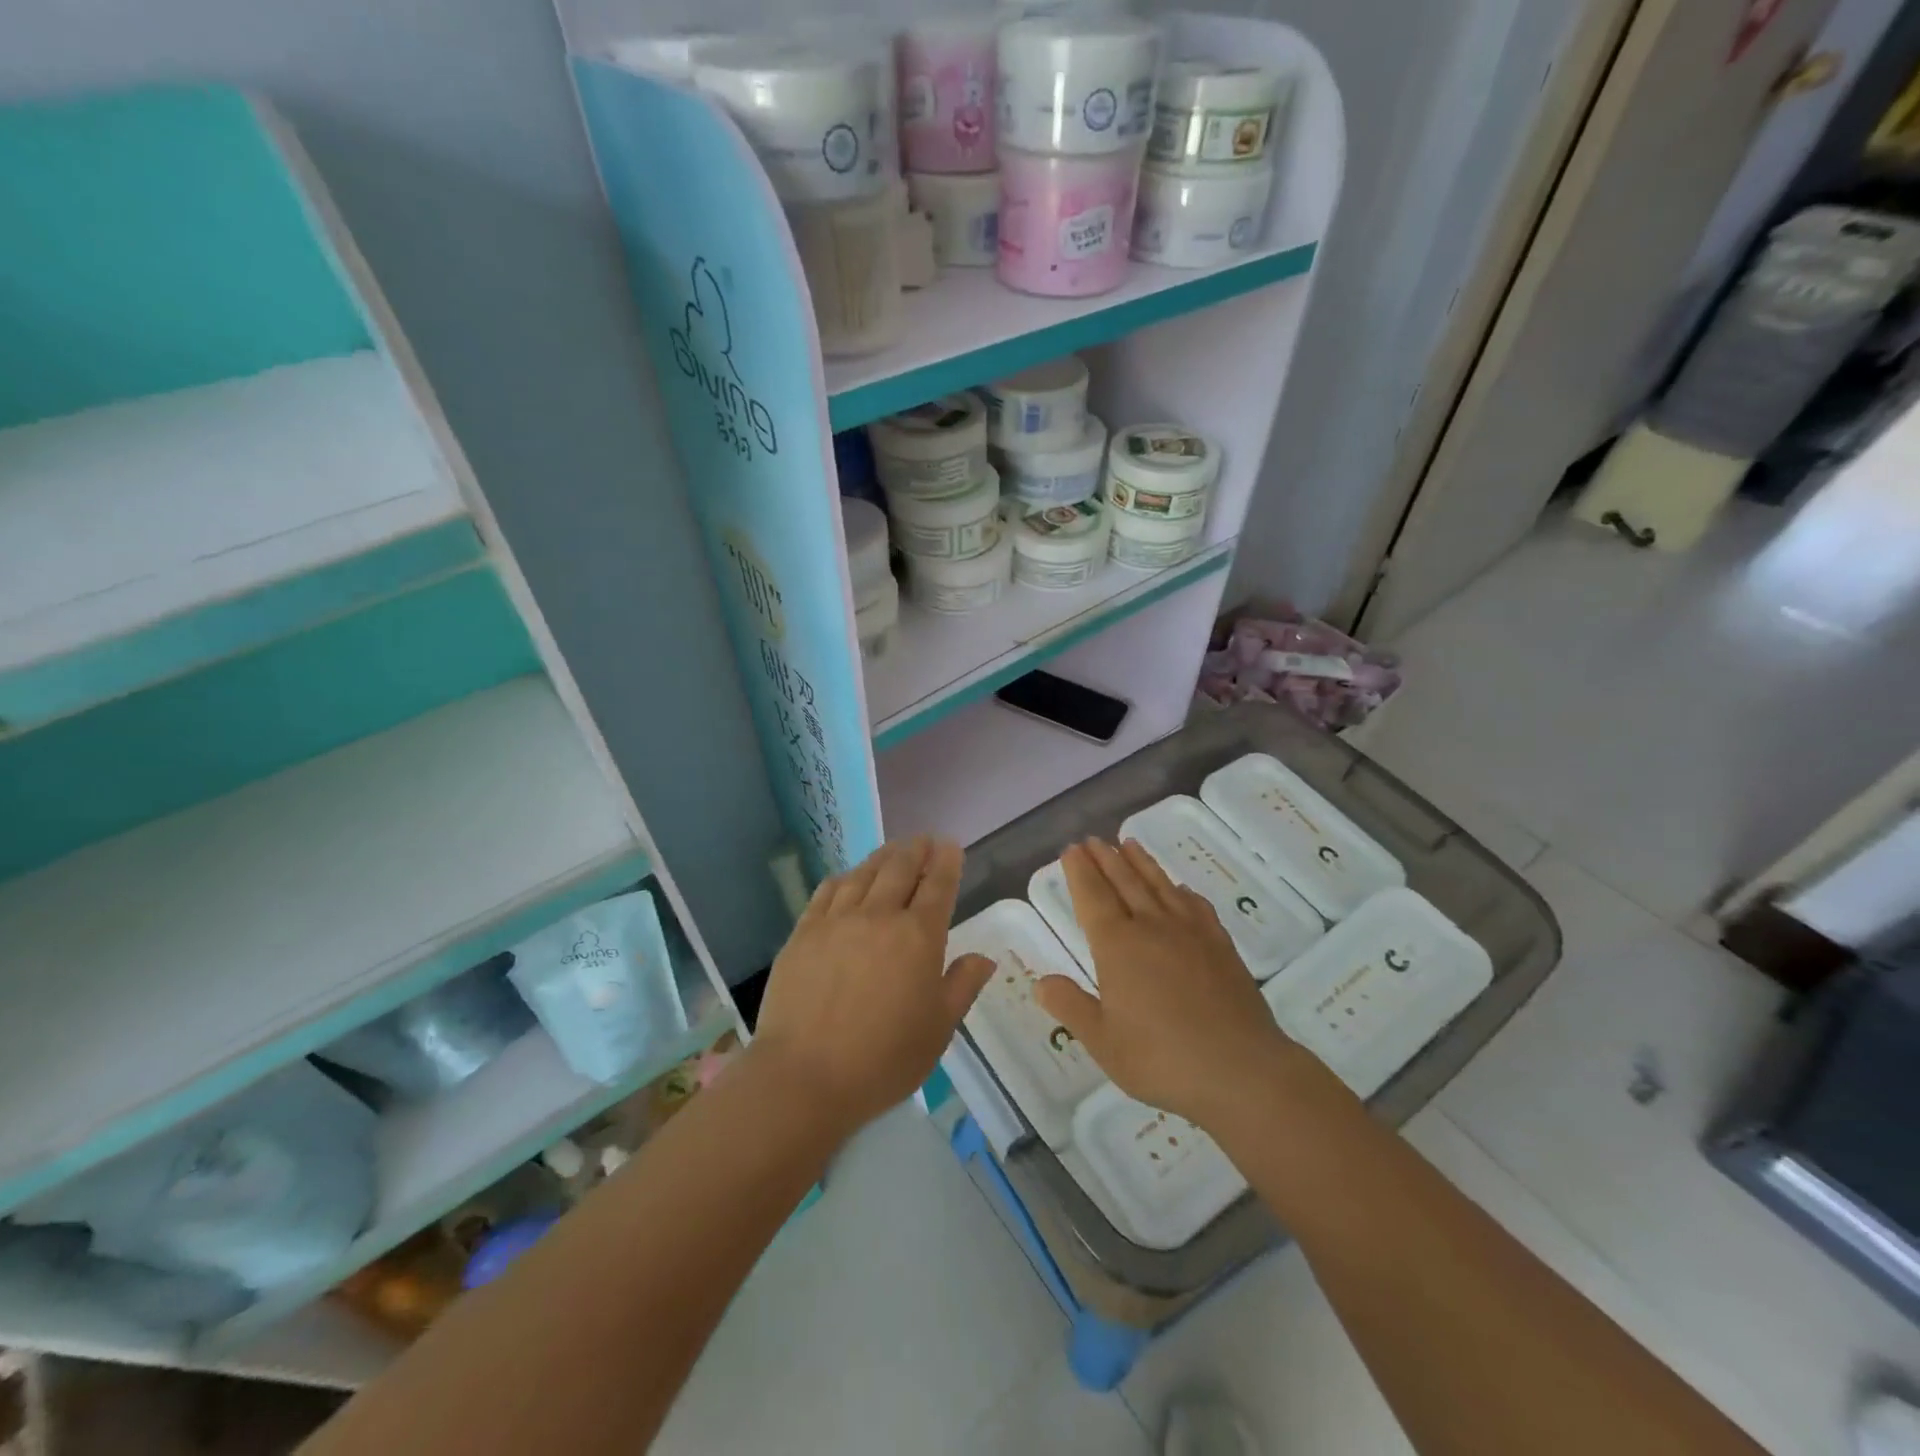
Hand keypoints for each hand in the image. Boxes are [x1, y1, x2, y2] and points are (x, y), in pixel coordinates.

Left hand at [750, 837, 992, 1136]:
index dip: (946, 862)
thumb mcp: (938, 1029)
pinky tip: (848, 878)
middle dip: (916, 849)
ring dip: (883, 856)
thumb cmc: (883, 1059)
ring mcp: (837, 920)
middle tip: (924, 840)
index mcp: (918, 937)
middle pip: (900, 868)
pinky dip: (844, 878)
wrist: (805, 1075)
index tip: (950, 846)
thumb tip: (984, 958)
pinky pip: (828, 891)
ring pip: (864, 873)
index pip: (937, 885)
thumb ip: (962, 986)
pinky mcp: (804, 931)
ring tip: (892, 850)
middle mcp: (879, 916)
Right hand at [1035, 839, 1304, 1132]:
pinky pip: (1196, 906)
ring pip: (1160, 886)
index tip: (1071, 849)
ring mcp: (1191, 933)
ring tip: (1129, 843)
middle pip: (1124, 882)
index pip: (1092, 896)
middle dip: (1105, 858)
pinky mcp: (1221, 946)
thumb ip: (1071, 1006)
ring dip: (1141, 863)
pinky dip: (1182, 892)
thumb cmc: (1162, 1059)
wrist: (1241, 1070)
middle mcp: (1152, 927)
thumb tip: (1042, 981)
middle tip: (1093, 839)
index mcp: (1117, 946)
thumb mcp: (1103, 1041)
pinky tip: (1180, 890)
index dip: (1079, 871)